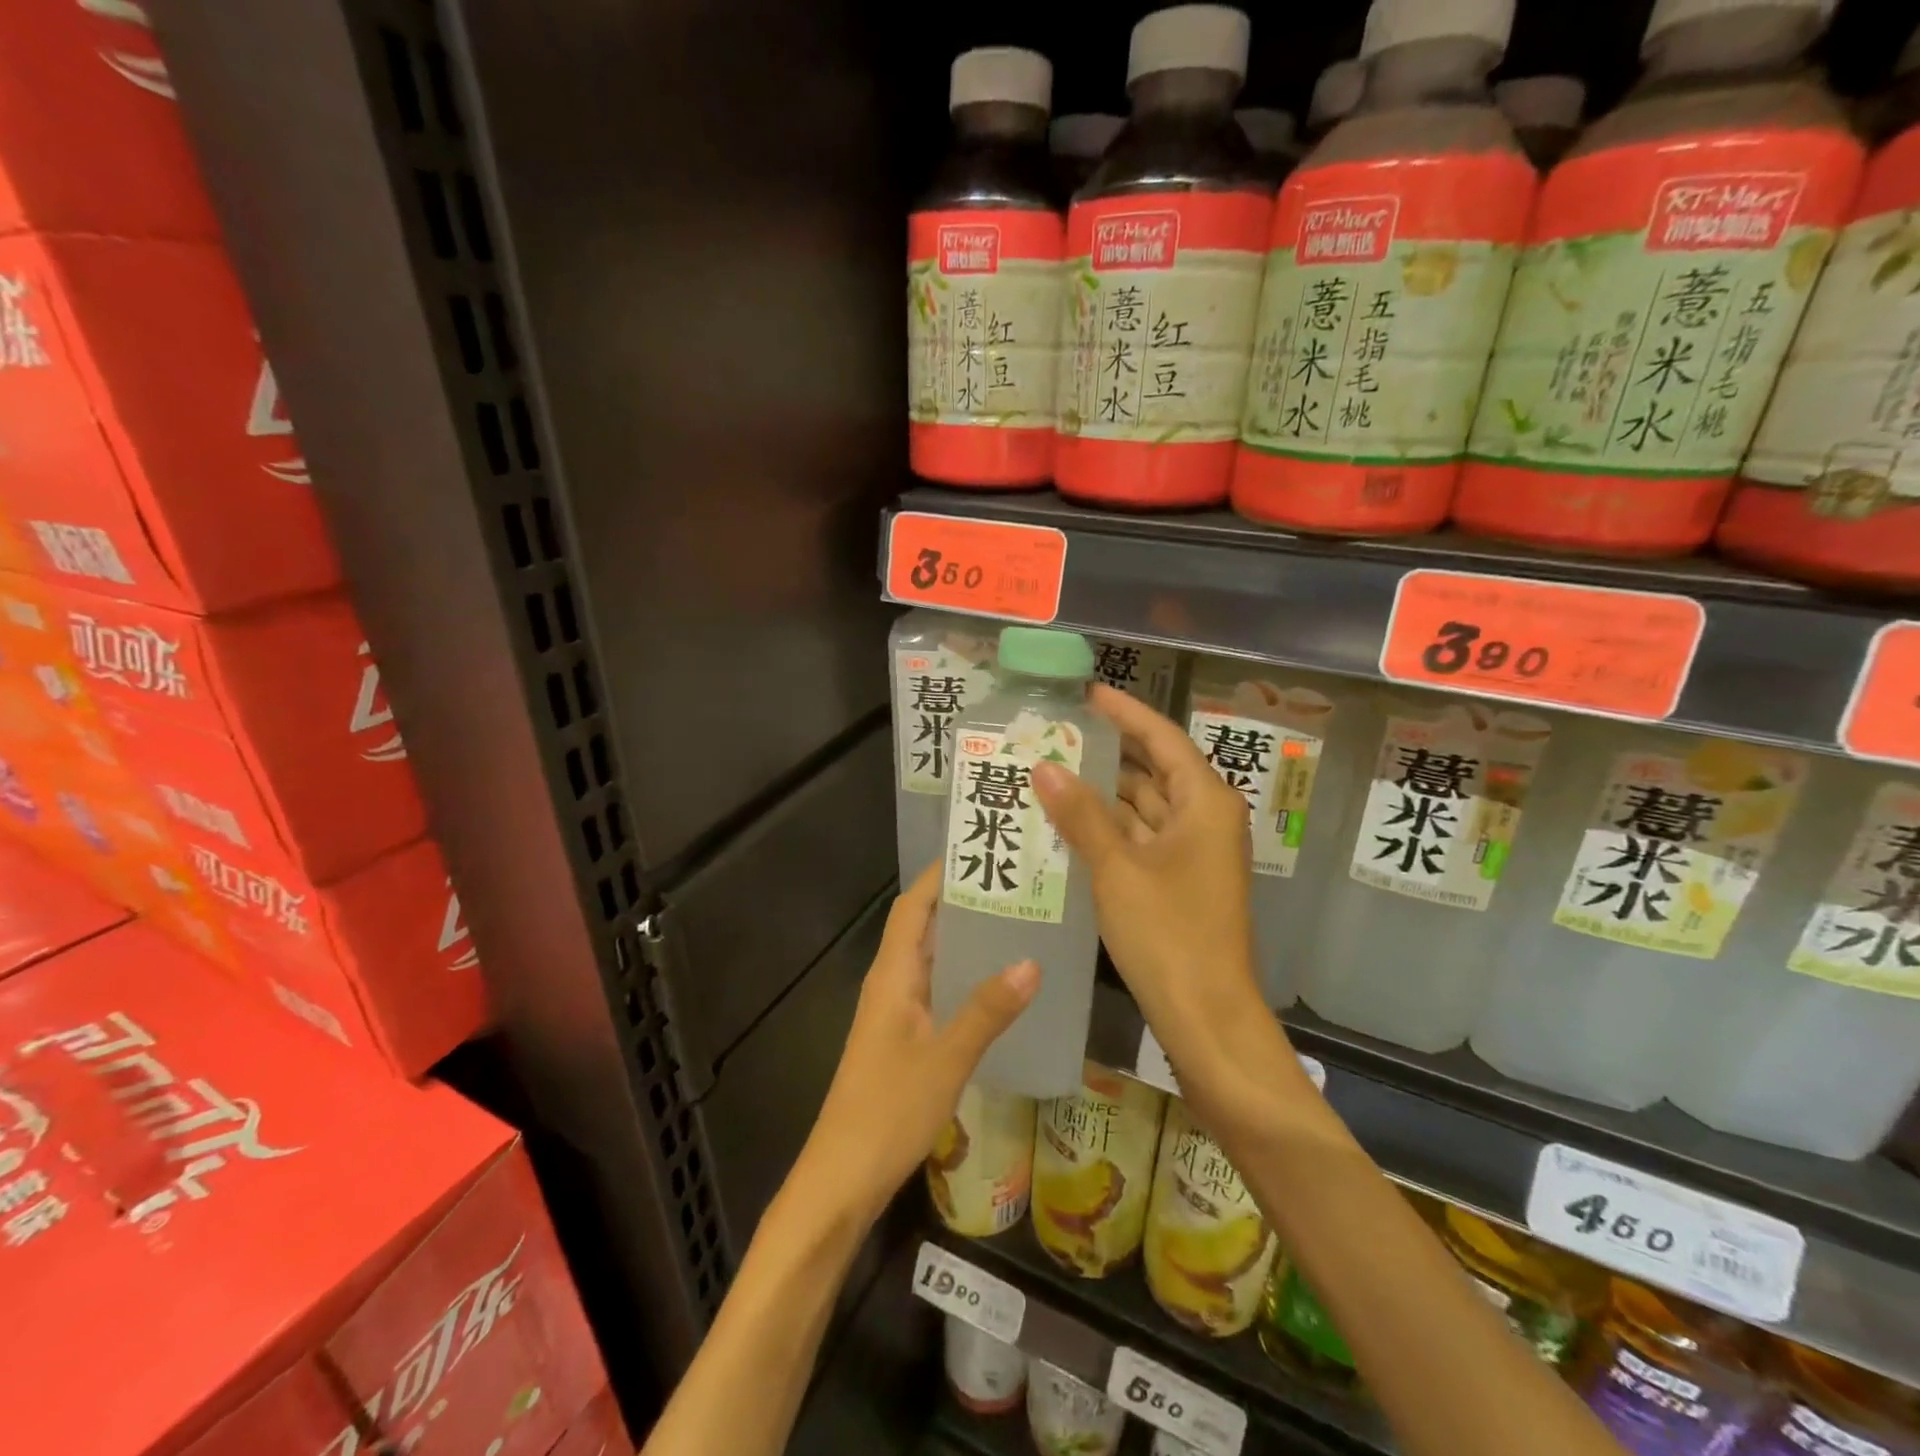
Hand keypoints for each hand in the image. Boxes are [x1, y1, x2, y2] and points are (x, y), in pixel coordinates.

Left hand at [793, 861, 1038, 1228]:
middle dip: (961, 902)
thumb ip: (987, 1010)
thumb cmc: (888, 1111)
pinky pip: (935, 990)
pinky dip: (962, 976)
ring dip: (964, 939)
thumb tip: (1033, 960)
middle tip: (1013, 885)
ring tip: (1016, 923)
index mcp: (892, 974)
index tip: (979, 852)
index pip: (912, 906)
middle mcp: (890, 983)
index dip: (939, 876)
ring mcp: (895, 1012)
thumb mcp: (947, 1058)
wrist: (842, 1177)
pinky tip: (997, 987)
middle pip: (922, 926)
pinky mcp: (902, 1039)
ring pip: (930, 959)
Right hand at [1032, 686, 1283, 1093]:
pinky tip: (1068, 822)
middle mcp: (1205, 819)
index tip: (1086, 694)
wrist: (1207, 1016)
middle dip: (1107, 753)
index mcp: (1205, 802)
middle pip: (1153, 769)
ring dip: (1103, 793)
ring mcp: (1194, 852)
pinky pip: (1141, 838)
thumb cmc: (1169, 934)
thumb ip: (1080, 815)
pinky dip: (1109, 828)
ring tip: (1051, 773)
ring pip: (1144, 806)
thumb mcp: (1117, 869)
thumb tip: (1044, 766)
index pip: (1161, 738)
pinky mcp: (1179, 880)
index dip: (1124, 713)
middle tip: (1055, 735)